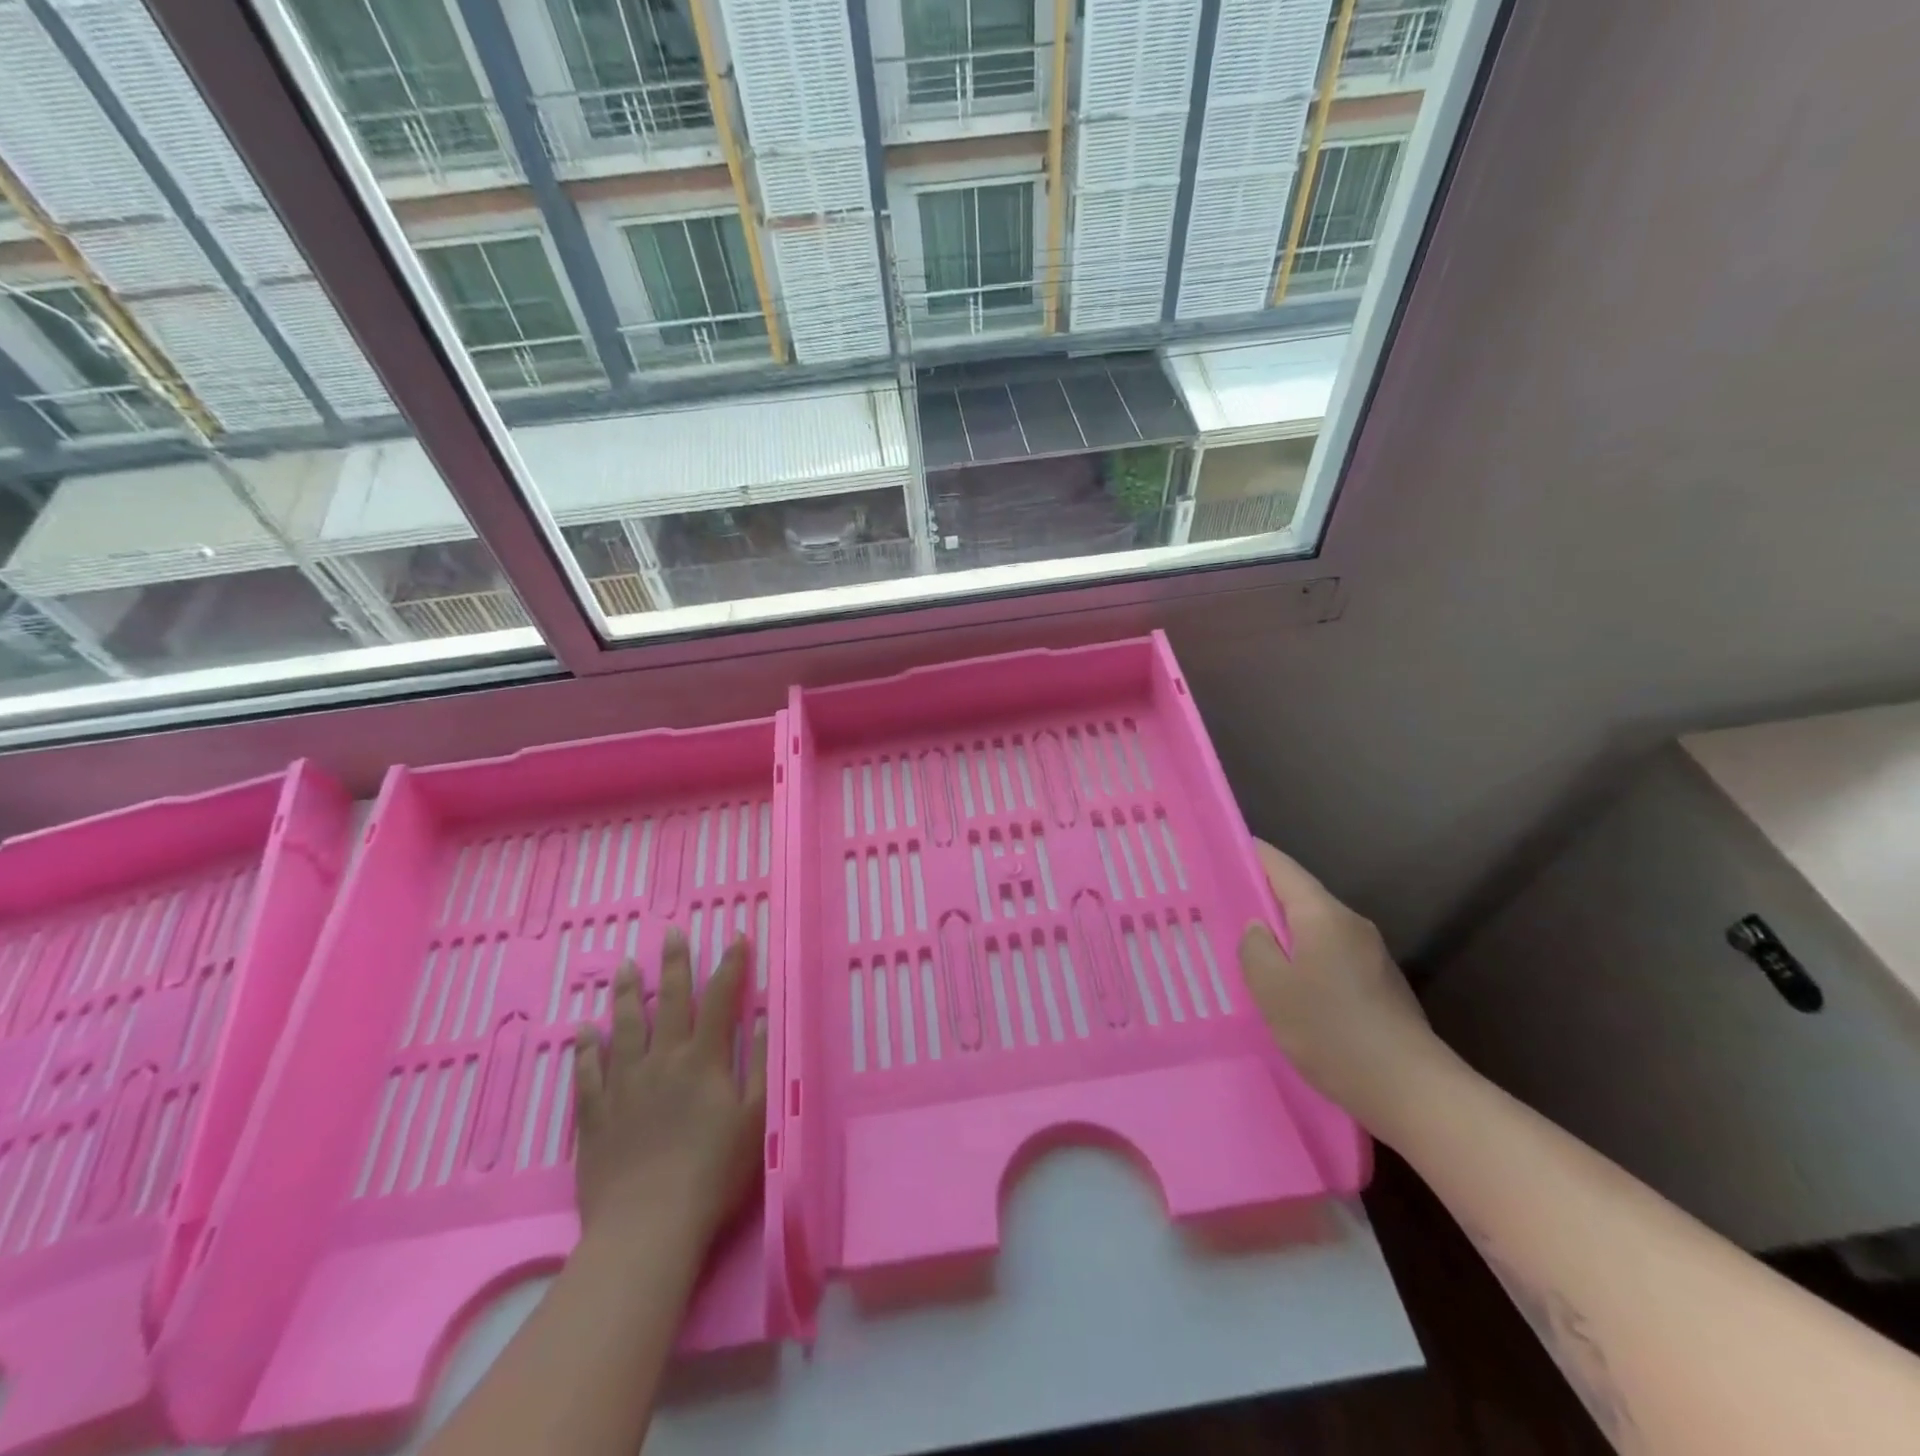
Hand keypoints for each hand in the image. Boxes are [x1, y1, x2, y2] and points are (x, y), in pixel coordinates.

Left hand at [573, 930, 765, 1250]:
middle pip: (667, 1001)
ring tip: (624, 966)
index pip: (720, 999)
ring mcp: (624, 1085)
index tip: (736, 937)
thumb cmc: (712, 1174)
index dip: (730, 966)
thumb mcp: (755, 1120)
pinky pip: (587, 1073)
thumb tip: (765, 1017)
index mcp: (703, 1060)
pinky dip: (585, 1049)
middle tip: (671, 933)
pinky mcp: (595, 1115)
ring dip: (625, 994)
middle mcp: (662, 1060)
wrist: (647, 1227)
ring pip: (623, 1028)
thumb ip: (762, 1066)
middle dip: (673, 964)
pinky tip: (583, 1031)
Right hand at [1238, 841, 1444, 1128]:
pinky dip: (1302, 960)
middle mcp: (1350, 925)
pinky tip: (1285, 988)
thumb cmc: (1332, 1032)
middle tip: (1219, 906)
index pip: (1281, 867)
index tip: (1220, 851)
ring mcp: (1369, 956)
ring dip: (1281, 934)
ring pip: (1313, 930)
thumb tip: (1258, 928)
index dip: (1250, 855)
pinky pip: (1328, 956)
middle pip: (1298, 897)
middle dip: (1260, 897)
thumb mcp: (1272, 989)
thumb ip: (1255, 948)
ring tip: (1244, 950)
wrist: (1413, 1092)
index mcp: (1323, 915)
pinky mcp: (1378, 986)